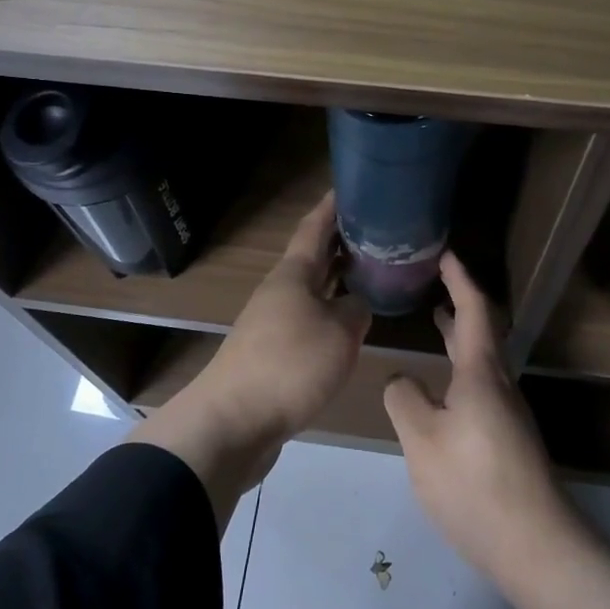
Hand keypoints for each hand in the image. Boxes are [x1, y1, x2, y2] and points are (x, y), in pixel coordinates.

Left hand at [130, 191, 369, 530]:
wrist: (233, 422)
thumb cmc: (289, 366)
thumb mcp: (339, 334)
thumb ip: (356, 311)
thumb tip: (357, 306)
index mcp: (293, 275)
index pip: (314, 228)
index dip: (332, 206)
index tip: (351, 186)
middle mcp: (280, 291)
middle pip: (313, 257)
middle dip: (341, 241)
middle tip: (377, 230)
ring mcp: (273, 322)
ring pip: (312, 289)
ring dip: (338, 278)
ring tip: (371, 273)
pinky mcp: (274, 352)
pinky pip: (309, 319)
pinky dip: (331, 312)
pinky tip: (349, 324)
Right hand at [383, 251, 578, 581]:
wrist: (537, 546)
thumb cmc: (475, 484)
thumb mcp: (422, 440)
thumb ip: (404, 400)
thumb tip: (401, 380)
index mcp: (481, 374)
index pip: (474, 310)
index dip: (459, 278)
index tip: (445, 253)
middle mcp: (500, 385)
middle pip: (482, 331)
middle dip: (459, 303)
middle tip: (434, 283)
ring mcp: (508, 414)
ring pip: (483, 360)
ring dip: (461, 336)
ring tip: (436, 324)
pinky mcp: (508, 439)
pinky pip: (481, 386)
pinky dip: (461, 368)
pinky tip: (443, 390)